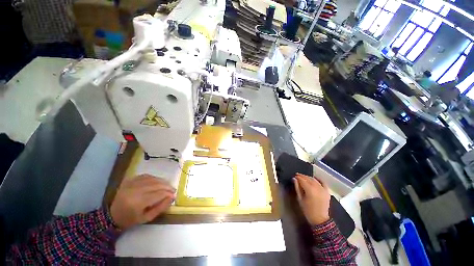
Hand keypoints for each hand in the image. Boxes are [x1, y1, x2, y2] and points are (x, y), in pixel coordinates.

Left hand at [110, 174, 175, 229]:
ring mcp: (132, 184)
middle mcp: (135, 191)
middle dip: (167, 187)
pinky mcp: (130, 180)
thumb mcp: (147, 218)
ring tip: (168, 186)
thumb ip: (161, 207)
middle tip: (173, 190)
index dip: (168, 194)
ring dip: (163, 181)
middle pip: (157, 185)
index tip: (174, 195)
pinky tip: (159, 182)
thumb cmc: (131, 219)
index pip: (158, 194)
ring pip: (153, 179)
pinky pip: (147, 176)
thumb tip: (172, 197)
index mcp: (138, 203)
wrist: (112, 215)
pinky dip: (155, 178)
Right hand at [293, 173, 330, 224]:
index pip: (302, 180)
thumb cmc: (308, 210)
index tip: (294, 176)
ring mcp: (323, 189)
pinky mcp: (327, 192)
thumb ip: (297, 188)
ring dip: (309, 177)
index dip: (298, 177)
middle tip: (297, 175)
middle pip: (308, 179)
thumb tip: (294, 179)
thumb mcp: (300, 199)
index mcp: (310, 190)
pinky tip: (315, 178)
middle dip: (302, 176)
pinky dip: (319, 179)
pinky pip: (323, 183)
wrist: (320, 220)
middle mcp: (317, 188)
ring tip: (304, 177)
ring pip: (315, 180)